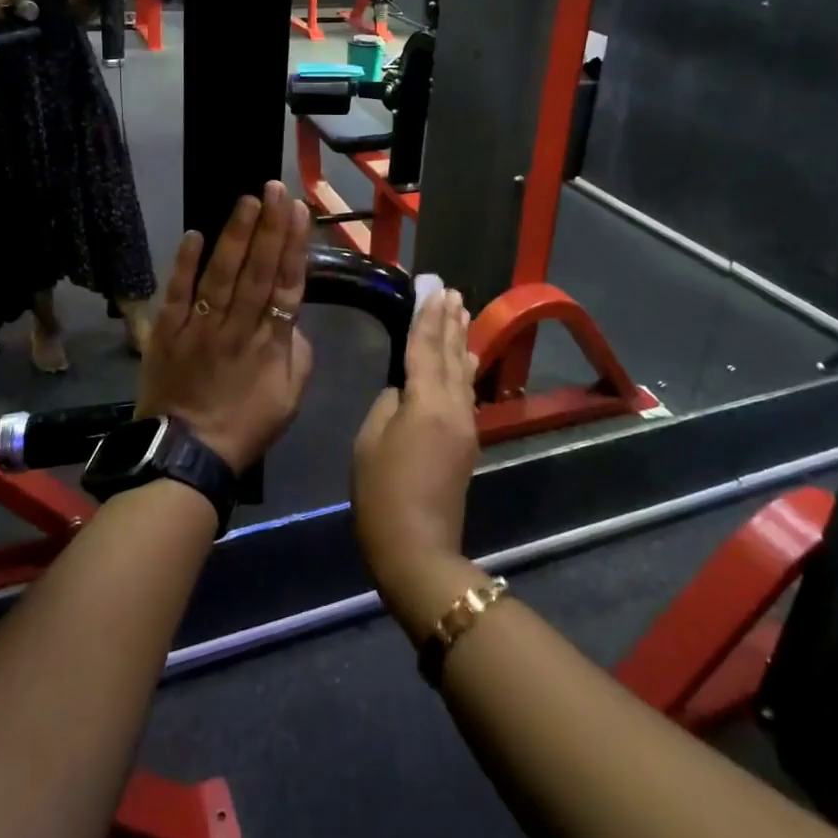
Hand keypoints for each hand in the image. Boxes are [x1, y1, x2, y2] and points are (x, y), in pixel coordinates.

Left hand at [137, 183, 313, 472]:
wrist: (185, 456)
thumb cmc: (243, 429)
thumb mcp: (289, 400)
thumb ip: (297, 355)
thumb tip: (293, 321)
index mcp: (270, 343)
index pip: (287, 284)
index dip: (294, 246)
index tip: (298, 212)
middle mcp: (238, 327)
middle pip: (257, 270)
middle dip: (269, 227)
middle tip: (275, 188)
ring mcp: (201, 328)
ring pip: (222, 274)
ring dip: (235, 235)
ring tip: (247, 200)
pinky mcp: (168, 333)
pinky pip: (178, 293)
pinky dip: (185, 264)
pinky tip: (195, 234)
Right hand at [351, 289, 482, 636]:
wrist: (417, 548)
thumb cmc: (382, 494)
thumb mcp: (369, 441)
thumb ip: (389, 404)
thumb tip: (404, 390)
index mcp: (426, 402)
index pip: (425, 348)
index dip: (427, 317)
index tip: (434, 289)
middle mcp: (453, 407)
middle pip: (451, 355)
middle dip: (450, 322)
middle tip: (453, 291)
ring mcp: (465, 425)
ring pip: (463, 372)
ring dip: (461, 340)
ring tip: (463, 312)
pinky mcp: (466, 442)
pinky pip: (466, 392)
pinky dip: (465, 369)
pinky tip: (468, 359)